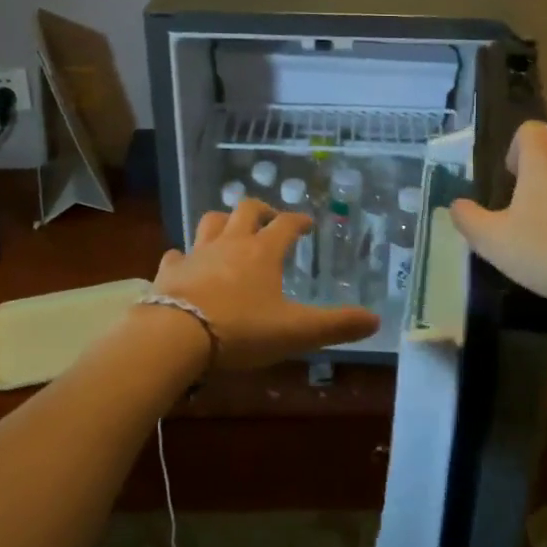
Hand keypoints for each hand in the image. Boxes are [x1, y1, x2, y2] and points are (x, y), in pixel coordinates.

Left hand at [149, 200, 379, 370]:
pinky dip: (185, 255)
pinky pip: (177, 254)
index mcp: (262, 252)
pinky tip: (186, 262)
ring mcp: (197, 254)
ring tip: (231, 230)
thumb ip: (336, 325)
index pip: (286, 224)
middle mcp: (230, 243)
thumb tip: (376, 320)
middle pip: (245, 210)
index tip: (307, 223)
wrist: (175, 336)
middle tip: (269, 219)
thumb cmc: (241, 330)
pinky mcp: (170, 271)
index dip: (298, 221)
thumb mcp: (296, 332)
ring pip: (210, 222)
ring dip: (223, 221)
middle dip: (260, 210)